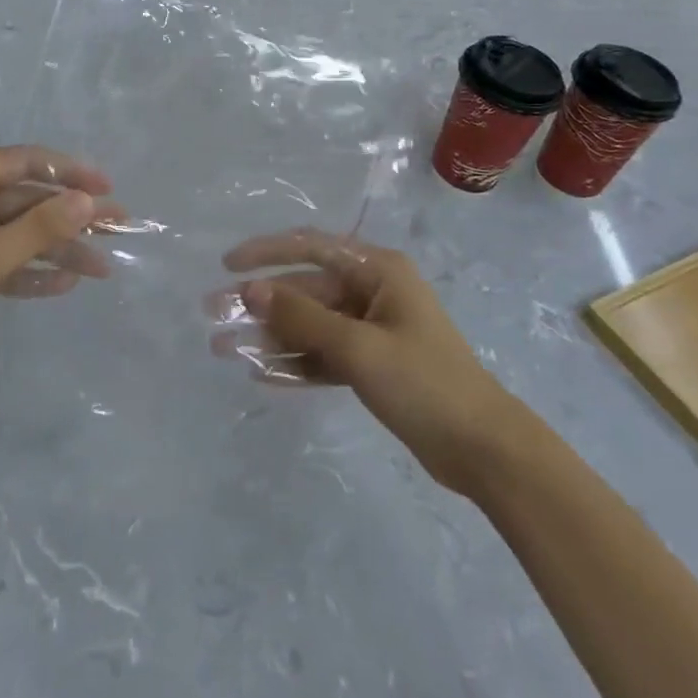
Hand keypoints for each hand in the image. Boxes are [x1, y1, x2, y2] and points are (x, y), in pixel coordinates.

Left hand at [0, 146, 114, 382]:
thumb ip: (39, 228)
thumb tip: (88, 199)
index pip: (28, 162)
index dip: (72, 173)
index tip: (110, 188)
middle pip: (27, 199)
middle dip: (71, 217)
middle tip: (118, 230)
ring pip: (16, 232)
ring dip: (56, 248)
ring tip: (102, 267)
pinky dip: (27, 270)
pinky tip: (63, 283)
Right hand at [219, 229, 505, 490]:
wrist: (483, 450)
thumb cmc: (424, 383)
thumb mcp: (359, 347)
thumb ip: (302, 317)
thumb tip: (251, 290)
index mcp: (378, 271)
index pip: (311, 247)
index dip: (266, 252)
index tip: (227, 265)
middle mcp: (373, 291)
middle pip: (305, 290)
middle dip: (260, 303)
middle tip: (214, 315)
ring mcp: (372, 330)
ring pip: (310, 325)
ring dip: (270, 336)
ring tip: (224, 349)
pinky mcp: (372, 365)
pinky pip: (323, 355)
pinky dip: (295, 362)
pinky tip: (261, 373)